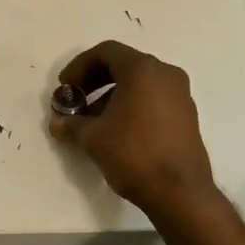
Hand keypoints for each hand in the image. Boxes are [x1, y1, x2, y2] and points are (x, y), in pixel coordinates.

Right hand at [50, 41, 216, 215]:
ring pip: (139, 84)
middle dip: (94, 81)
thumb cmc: (133, 153)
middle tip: (76, 101)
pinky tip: (116, 132)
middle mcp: (165, 74)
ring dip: (111, 96)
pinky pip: (153, 99)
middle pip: (123, 65)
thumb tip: (57, 123)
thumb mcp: (93, 138)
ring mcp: (180, 95)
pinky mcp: (186, 116)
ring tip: (92, 122)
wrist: (179, 192)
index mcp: (143, 70)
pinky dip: (131, 106)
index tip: (65, 87)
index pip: (106, 52)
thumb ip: (72, 124)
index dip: (79, 66)